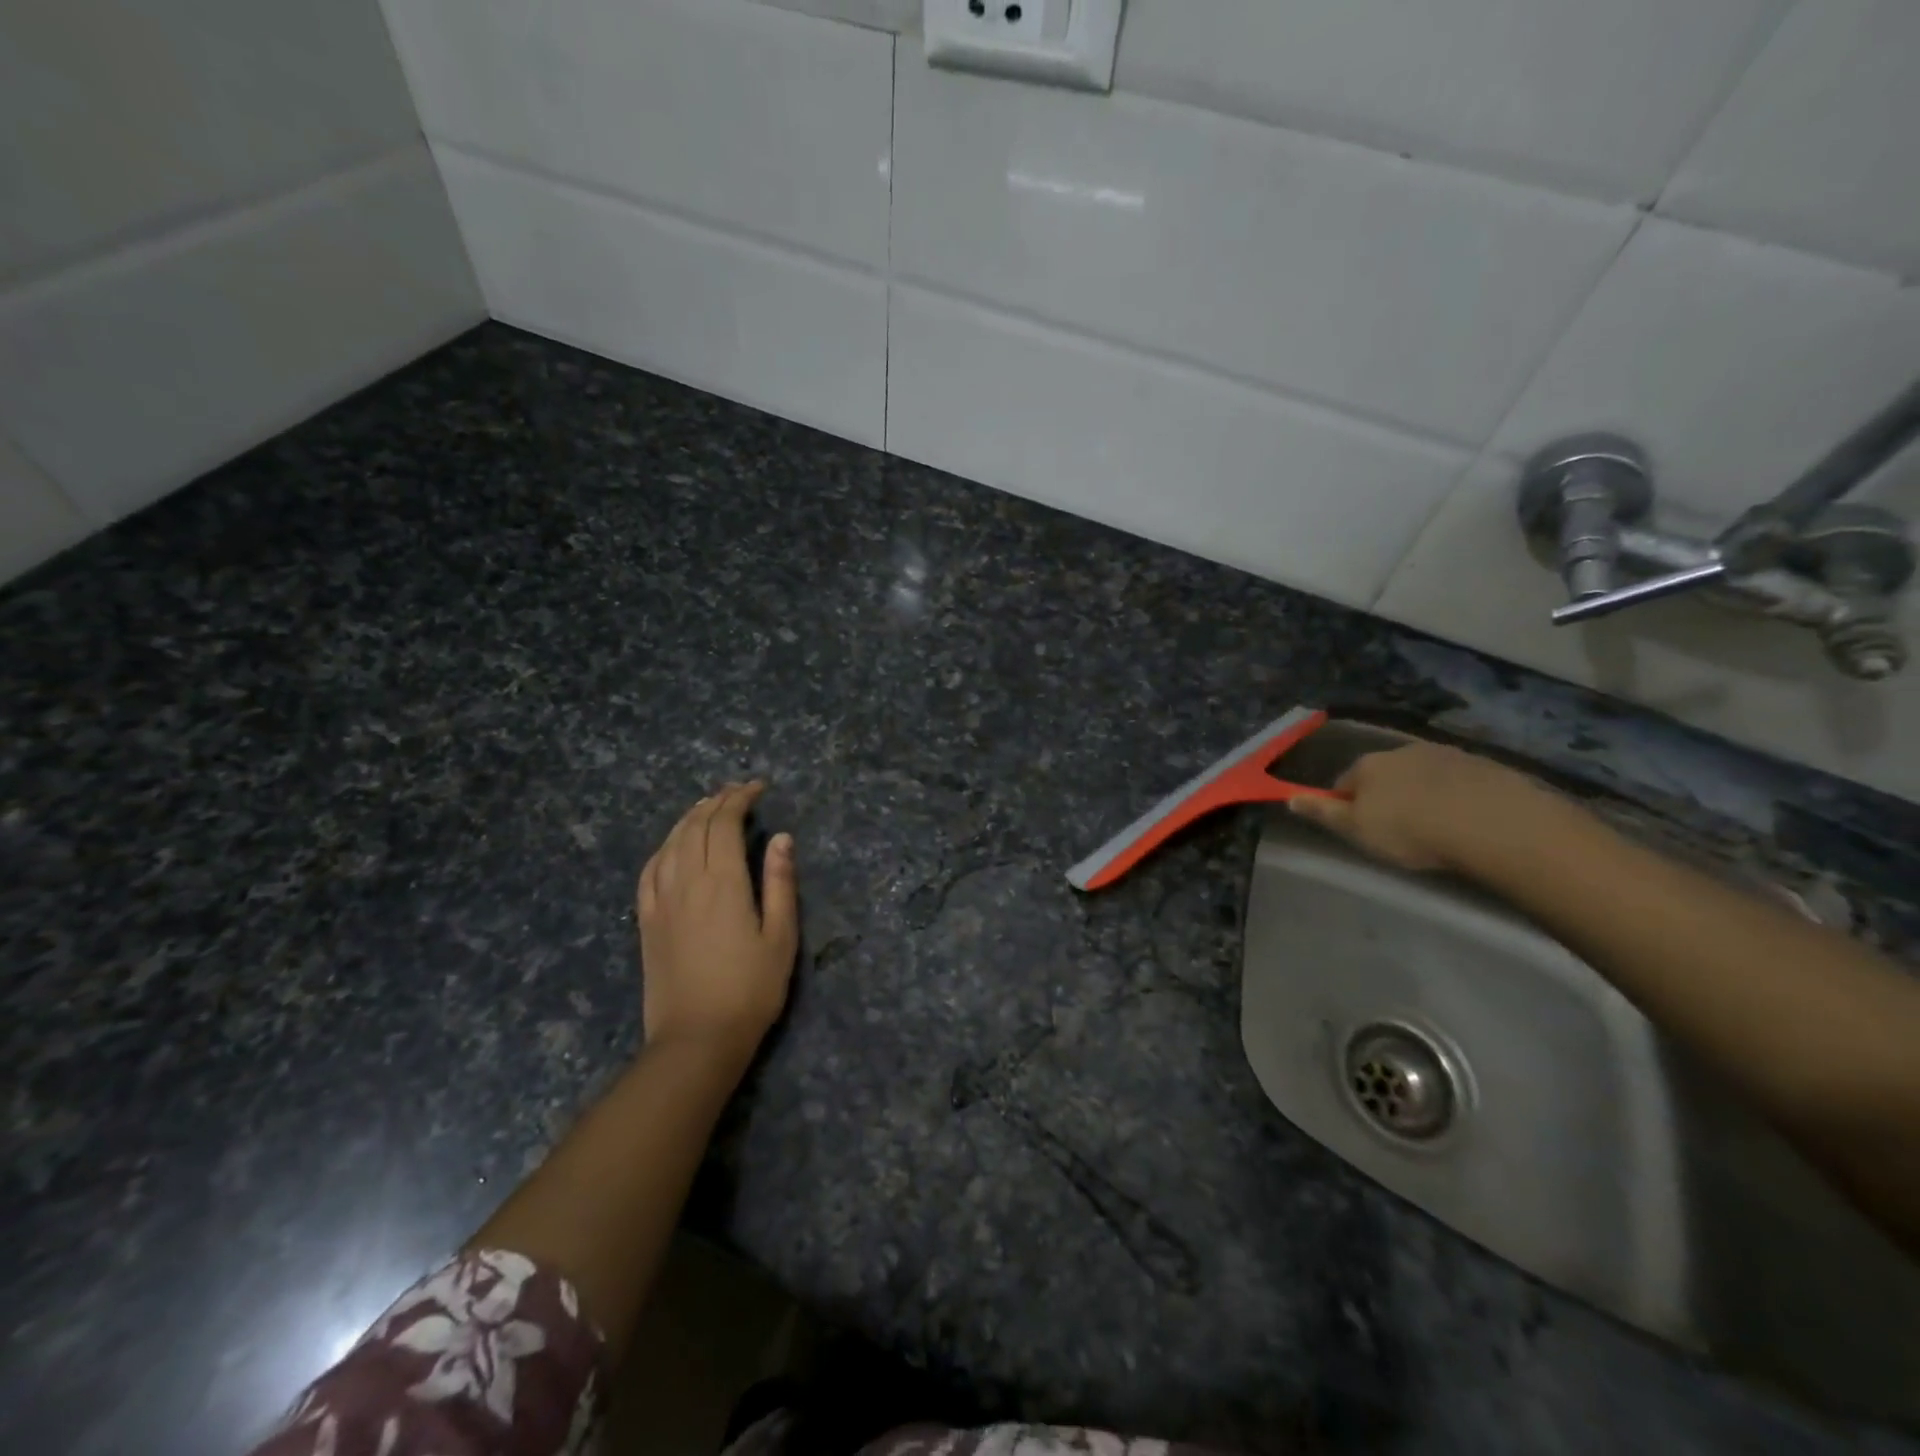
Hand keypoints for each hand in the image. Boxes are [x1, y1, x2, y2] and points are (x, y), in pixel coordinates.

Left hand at [637, 782, 798, 1064]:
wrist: (696, 1039)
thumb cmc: (750, 990)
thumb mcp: (781, 937)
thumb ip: (780, 883)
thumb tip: (782, 837)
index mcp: (723, 882)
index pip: (725, 824)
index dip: (740, 799)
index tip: (758, 788)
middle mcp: (687, 881)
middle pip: (696, 827)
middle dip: (716, 802)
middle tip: (736, 791)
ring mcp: (661, 901)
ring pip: (670, 843)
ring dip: (689, 818)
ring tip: (706, 806)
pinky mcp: (647, 921)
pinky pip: (649, 871)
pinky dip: (664, 847)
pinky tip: (672, 846)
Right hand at [1288, 740, 1562, 873]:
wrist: (1492, 823)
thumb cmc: (1410, 829)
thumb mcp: (1357, 829)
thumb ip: (1323, 812)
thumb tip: (1288, 798)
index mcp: (1368, 765)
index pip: (1345, 781)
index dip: (1347, 803)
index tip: (1358, 827)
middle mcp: (1403, 751)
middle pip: (1386, 773)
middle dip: (1388, 794)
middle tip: (1398, 829)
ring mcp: (1447, 755)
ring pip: (1424, 774)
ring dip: (1424, 792)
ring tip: (1436, 825)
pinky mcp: (1486, 766)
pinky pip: (1461, 781)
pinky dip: (1458, 795)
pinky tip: (1467, 819)